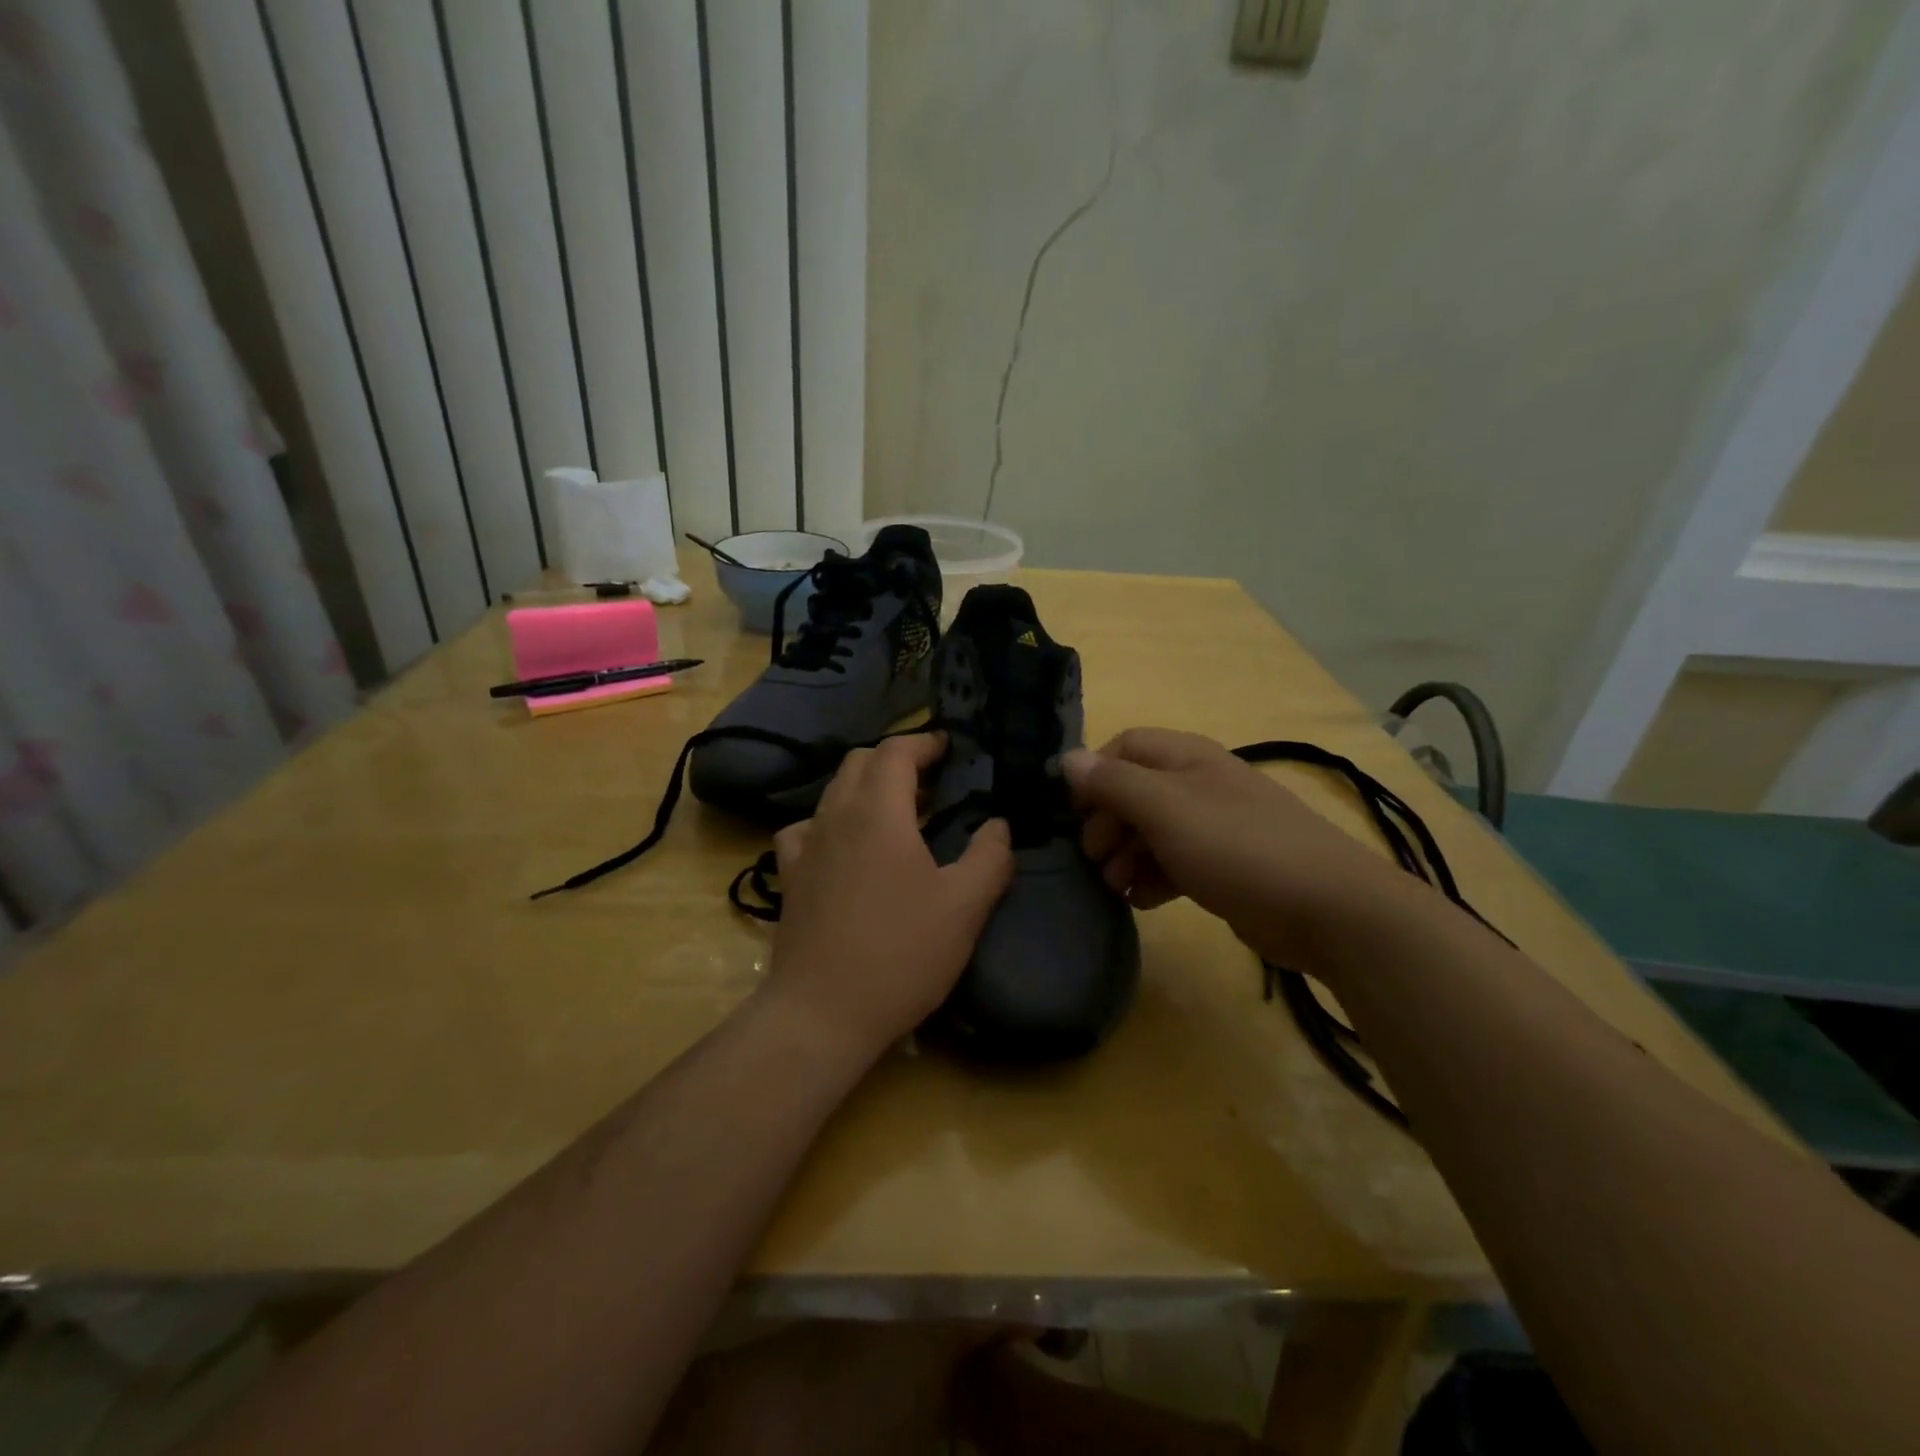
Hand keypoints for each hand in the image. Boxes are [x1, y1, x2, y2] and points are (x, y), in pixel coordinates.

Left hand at [764, 734, 1013, 1059]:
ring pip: (833, 792)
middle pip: (860, 762)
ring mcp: (805, 846)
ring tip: (897, 814)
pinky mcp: (789, 877)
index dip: (924, 742)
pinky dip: (830, 823)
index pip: (895, 751)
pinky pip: (806, 829)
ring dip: (866, 788)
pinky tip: (845, 848)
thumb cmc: (900, 954)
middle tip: (932, 782)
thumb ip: (990, 857)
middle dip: (897, 760)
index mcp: (878, 812)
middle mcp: (835, 817)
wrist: (822, 1013)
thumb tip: (998, 825)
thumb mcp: (964, 907)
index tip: (950, 749)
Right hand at [1061, 727, 1412, 973]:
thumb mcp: (1166, 809)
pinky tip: (1143, 900)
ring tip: (1115, 885)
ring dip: (1126, 855)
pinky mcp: (1225, 867)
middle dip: (1107, 822)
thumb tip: (1067, 759)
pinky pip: (1175, 863)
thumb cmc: (1237, 847)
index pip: (1125, 746)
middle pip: (1135, 791)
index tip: (1073, 812)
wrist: (1326, 909)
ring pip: (1152, 831)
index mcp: (1187, 758)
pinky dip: (1153, 878)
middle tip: (1093, 857)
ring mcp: (1214, 827)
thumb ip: (1113, 783)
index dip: (1094, 774)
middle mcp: (1199, 785)